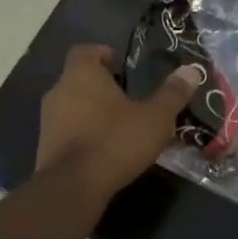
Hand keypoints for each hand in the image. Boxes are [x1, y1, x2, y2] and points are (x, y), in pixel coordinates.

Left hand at [36, 44, 197, 196]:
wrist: (72, 187)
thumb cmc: (114, 141)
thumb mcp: (154, 118)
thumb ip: (172, 93)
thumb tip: (192, 70)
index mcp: (82, 74)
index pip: (85, 51)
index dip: (102, 53)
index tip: (120, 64)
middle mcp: (59, 90)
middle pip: (78, 78)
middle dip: (100, 84)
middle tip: (127, 95)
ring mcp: (48, 120)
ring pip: (71, 105)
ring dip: (90, 110)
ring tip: (118, 124)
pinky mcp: (45, 146)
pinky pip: (66, 130)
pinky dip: (82, 133)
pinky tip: (103, 148)